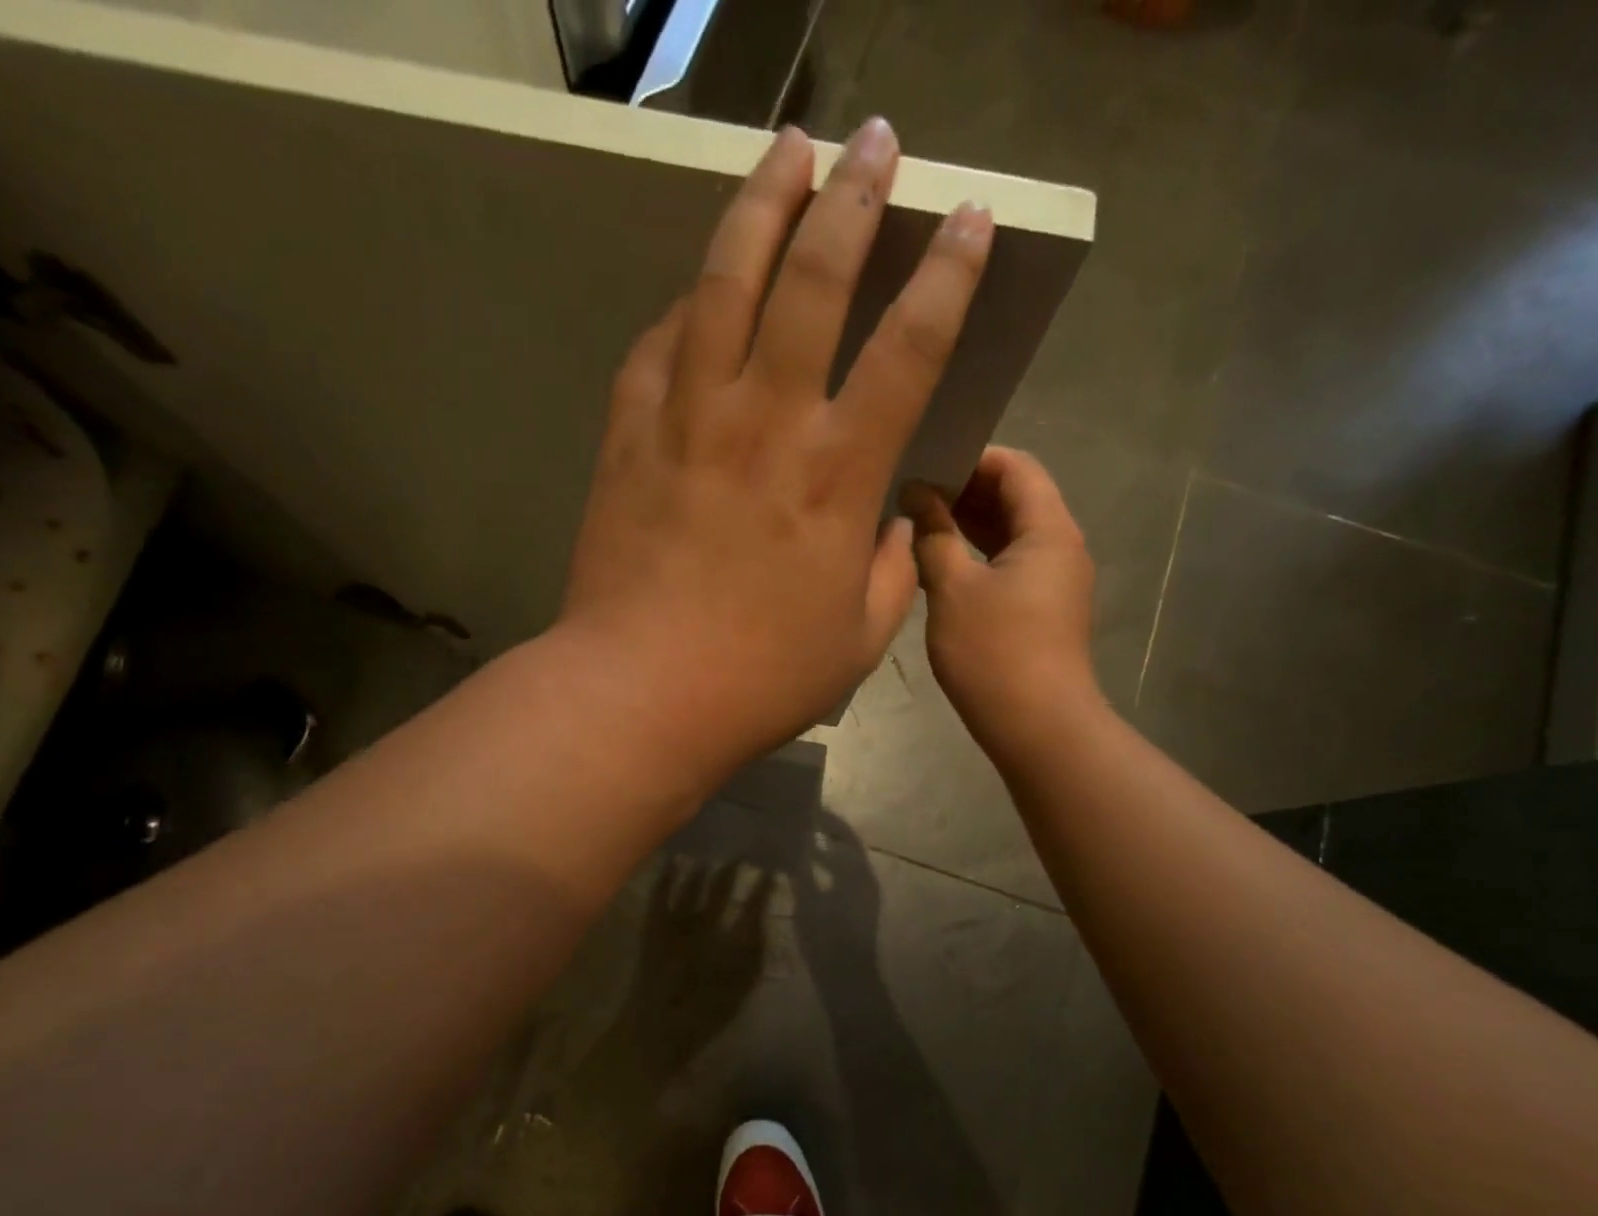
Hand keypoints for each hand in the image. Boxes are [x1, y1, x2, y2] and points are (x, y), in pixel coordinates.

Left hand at [558, 121, 993, 784]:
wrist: (642, 692)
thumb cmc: (762, 677)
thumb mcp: (859, 637)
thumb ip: (891, 566)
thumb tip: (894, 516)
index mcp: (838, 474)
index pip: (909, 347)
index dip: (947, 274)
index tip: (967, 219)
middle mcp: (767, 422)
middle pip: (814, 279)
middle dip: (851, 196)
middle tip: (871, 140)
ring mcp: (690, 419)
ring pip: (725, 282)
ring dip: (760, 205)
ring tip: (784, 151)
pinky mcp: (631, 435)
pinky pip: (660, 344)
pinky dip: (686, 305)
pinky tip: (700, 288)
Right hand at [904, 448, 1100, 757]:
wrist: (1037, 726)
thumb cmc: (994, 652)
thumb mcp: (953, 589)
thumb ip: (934, 535)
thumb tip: (917, 495)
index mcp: (1049, 530)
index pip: (1016, 467)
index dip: (972, 457)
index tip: (925, 463)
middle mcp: (1060, 547)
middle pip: (1016, 498)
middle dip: (965, 490)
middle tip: (911, 491)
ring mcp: (1053, 581)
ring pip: (1010, 534)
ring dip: (967, 525)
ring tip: (916, 522)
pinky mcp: (1041, 609)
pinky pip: (1009, 565)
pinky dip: (976, 555)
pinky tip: (937, 562)